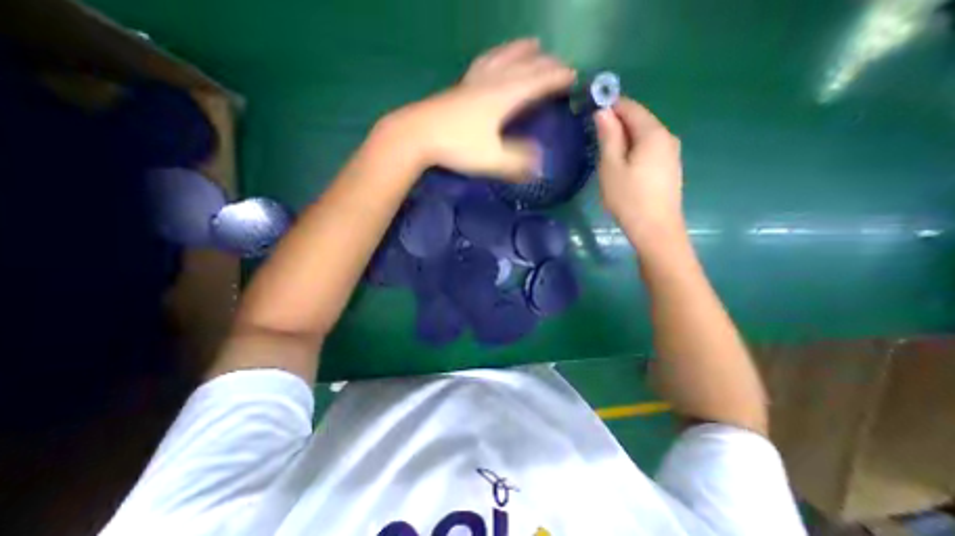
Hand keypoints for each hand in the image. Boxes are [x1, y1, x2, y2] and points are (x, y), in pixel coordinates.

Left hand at [383, 38, 578, 178]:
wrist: (417, 135)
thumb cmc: (457, 146)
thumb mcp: (492, 159)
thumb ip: (518, 163)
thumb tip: (540, 167)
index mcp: (504, 95)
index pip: (538, 80)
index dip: (557, 78)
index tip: (574, 77)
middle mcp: (491, 81)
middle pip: (523, 64)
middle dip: (545, 63)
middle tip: (560, 64)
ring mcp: (473, 82)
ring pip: (502, 57)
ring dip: (520, 50)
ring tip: (532, 44)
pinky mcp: (459, 88)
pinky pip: (484, 63)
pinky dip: (495, 57)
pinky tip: (492, 60)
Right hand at [594, 96, 682, 244]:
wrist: (656, 229)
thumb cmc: (628, 198)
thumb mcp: (611, 166)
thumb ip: (608, 136)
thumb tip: (603, 112)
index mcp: (653, 133)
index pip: (631, 108)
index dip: (611, 105)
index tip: (591, 110)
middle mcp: (667, 137)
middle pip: (640, 121)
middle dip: (617, 122)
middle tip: (594, 134)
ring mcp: (671, 153)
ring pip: (644, 136)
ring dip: (624, 138)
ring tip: (605, 151)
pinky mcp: (670, 168)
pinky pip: (649, 149)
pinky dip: (634, 149)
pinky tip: (623, 164)